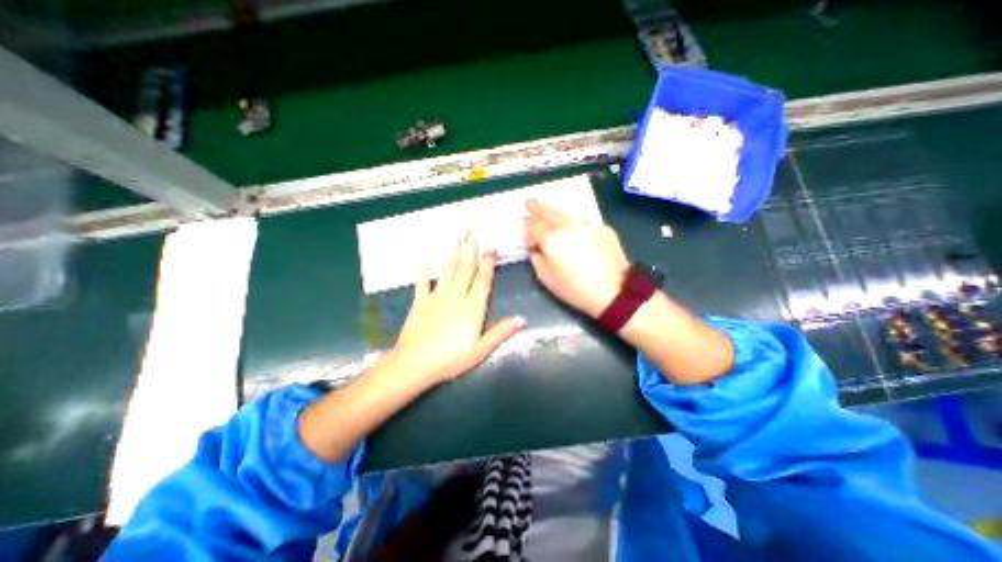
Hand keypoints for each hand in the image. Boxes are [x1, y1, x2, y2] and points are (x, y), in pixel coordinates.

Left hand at [384, 228, 526, 386]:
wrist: (415, 365)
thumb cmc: (450, 360)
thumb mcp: (480, 350)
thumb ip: (501, 332)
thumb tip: (523, 319)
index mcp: (472, 308)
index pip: (483, 280)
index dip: (488, 262)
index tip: (491, 245)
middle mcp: (456, 297)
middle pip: (466, 269)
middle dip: (471, 247)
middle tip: (473, 229)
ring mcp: (437, 297)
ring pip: (447, 270)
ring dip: (453, 251)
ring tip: (456, 235)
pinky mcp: (420, 302)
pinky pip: (421, 283)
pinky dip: (421, 270)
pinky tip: (422, 258)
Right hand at [526, 200, 623, 317]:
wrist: (614, 292)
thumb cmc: (576, 289)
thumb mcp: (547, 279)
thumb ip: (537, 260)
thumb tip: (535, 248)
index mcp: (552, 239)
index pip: (534, 225)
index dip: (527, 227)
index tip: (526, 233)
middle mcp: (569, 226)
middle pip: (549, 212)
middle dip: (537, 207)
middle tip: (528, 203)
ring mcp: (588, 225)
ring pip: (568, 217)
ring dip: (558, 219)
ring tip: (553, 223)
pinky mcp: (604, 228)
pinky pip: (584, 225)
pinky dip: (577, 229)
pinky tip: (578, 239)